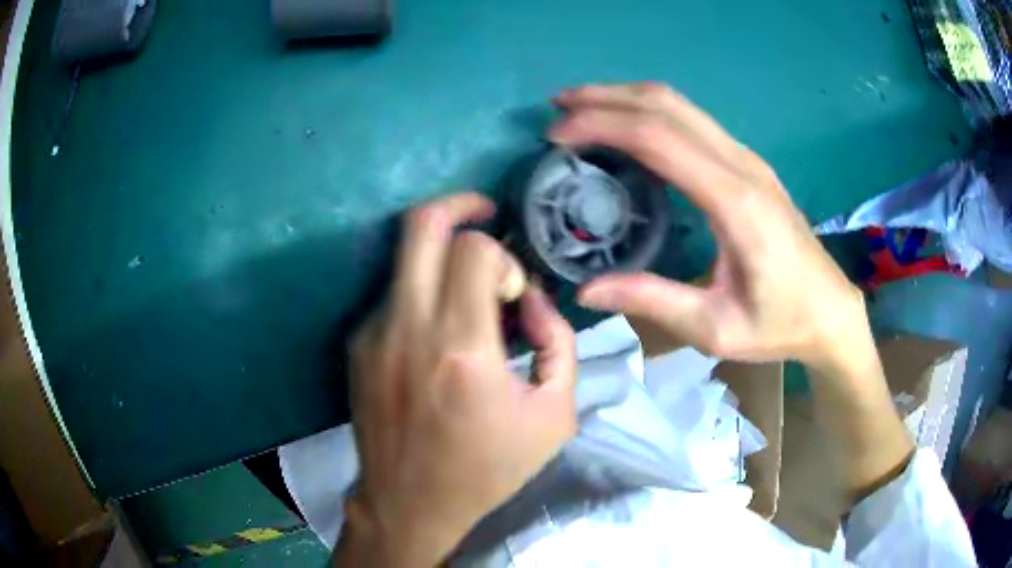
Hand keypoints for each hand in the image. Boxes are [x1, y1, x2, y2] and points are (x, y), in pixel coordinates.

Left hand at [336, 193, 577, 566]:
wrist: (410, 503)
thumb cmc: (487, 468)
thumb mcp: (555, 416)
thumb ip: (559, 344)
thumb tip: (531, 301)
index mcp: (462, 349)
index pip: (474, 250)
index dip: (503, 259)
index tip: (511, 296)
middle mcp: (408, 328)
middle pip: (421, 224)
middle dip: (459, 206)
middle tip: (484, 215)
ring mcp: (373, 333)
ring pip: (405, 256)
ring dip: (442, 259)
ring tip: (467, 298)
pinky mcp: (357, 345)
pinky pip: (395, 295)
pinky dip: (423, 296)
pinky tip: (438, 338)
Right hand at [551, 83, 866, 370]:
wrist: (830, 310)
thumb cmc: (780, 323)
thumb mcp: (715, 328)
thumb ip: (653, 301)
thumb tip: (586, 291)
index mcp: (735, 201)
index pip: (657, 138)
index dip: (602, 126)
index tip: (557, 135)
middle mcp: (741, 165)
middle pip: (666, 106)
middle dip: (605, 98)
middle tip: (557, 109)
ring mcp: (747, 159)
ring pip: (680, 104)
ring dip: (626, 98)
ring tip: (581, 107)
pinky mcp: (748, 164)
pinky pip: (692, 120)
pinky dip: (650, 112)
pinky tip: (627, 126)